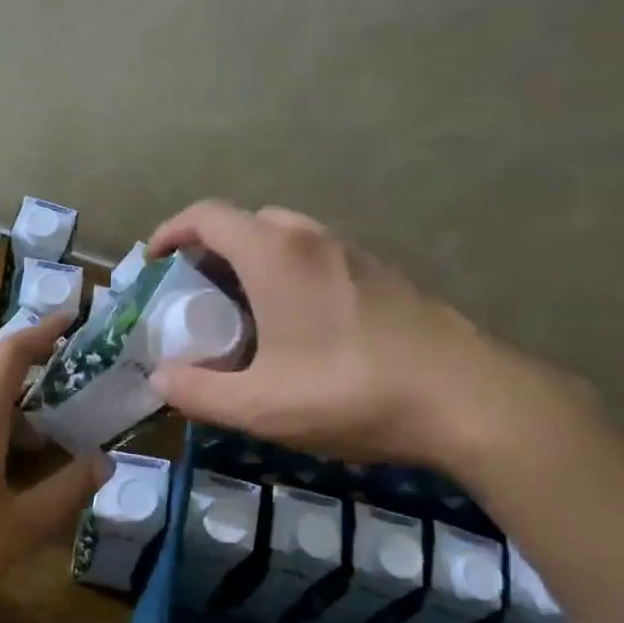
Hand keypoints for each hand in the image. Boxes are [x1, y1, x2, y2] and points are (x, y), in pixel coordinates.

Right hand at [146, 201, 597, 472]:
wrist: (468, 398)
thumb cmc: (352, 392)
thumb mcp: (262, 406)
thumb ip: (200, 392)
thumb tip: (160, 379)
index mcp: (274, 255)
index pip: (207, 215)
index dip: (171, 231)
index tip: (154, 261)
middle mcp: (312, 239)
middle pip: (246, 222)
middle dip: (211, 249)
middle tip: (199, 295)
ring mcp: (354, 253)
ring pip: (287, 237)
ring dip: (254, 261)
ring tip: (246, 313)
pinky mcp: (384, 275)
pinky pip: (319, 257)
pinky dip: (290, 274)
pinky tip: (302, 328)